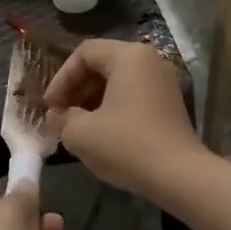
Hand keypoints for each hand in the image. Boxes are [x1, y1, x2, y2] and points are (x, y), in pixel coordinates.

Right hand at [44, 39, 204, 199]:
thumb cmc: (126, 145)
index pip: (84, 53)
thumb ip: (62, 118)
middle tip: (60, 115)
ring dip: (92, 100)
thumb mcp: (81, 133)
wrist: (179, 176)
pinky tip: (101, 133)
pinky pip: (133, 95)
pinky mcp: (170, 103)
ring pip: (118, 81)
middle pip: (102, 64)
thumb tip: (57, 115)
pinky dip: (113, 107)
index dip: (61, 78)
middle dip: (76, 89)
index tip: (50, 107)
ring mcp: (163, 82)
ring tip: (77, 126)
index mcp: (128, 56)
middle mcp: (149, 60)